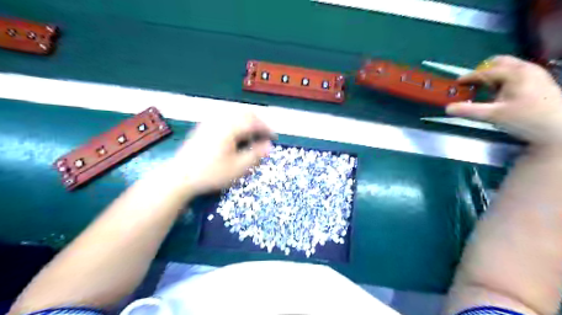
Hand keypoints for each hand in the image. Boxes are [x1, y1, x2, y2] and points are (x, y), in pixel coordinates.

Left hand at [172, 114, 275, 194]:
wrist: (180, 176)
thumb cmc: (211, 173)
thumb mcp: (237, 168)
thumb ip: (255, 155)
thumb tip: (269, 146)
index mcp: (230, 128)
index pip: (254, 122)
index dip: (267, 129)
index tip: (274, 137)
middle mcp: (220, 120)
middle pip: (244, 113)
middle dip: (258, 122)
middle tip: (264, 135)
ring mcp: (210, 122)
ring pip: (234, 114)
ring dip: (247, 121)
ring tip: (252, 135)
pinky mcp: (203, 127)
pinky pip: (225, 118)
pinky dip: (236, 123)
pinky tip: (235, 135)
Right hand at [451, 55, 561, 148]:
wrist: (560, 131)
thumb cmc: (526, 119)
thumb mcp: (494, 115)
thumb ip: (469, 110)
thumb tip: (447, 108)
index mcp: (515, 73)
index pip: (486, 71)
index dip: (469, 77)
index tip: (456, 83)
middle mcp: (527, 69)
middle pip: (500, 63)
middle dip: (484, 72)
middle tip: (472, 85)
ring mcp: (536, 74)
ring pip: (509, 68)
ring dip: (494, 76)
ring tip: (485, 91)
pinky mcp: (541, 82)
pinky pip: (517, 75)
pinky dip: (504, 80)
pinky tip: (501, 95)